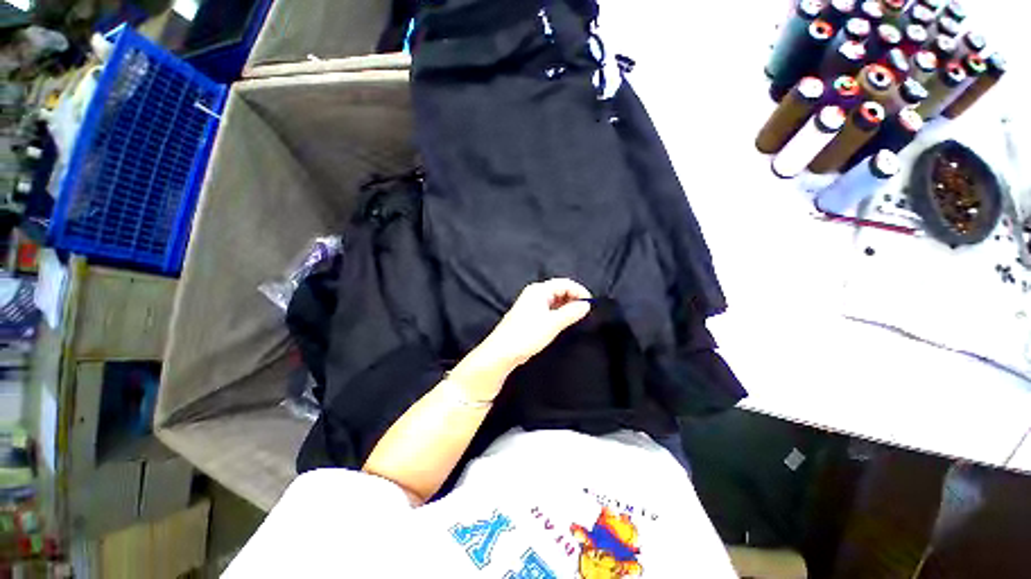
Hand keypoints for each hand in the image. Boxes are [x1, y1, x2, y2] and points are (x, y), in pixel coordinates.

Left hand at [481, 278, 592, 368]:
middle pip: (559, 289)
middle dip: (574, 298)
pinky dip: (559, 312)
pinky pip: (549, 308)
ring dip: (567, 306)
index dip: (579, 291)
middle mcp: (535, 293)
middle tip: (586, 312)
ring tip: (578, 317)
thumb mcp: (553, 323)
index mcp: (539, 290)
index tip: (591, 304)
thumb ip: (571, 313)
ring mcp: (531, 304)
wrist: (502, 351)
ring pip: (554, 300)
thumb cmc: (527, 334)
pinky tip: (565, 321)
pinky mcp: (530, 314)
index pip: (564, 283)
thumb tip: (586, 305)